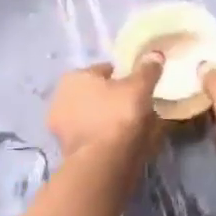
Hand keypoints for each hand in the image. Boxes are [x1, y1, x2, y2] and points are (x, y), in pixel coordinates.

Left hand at [47, 57, 163, 158]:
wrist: (102, 161)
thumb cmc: (118, 115)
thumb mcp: (139, 87)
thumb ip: (147, 70)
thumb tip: (155, 54)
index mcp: (74, 77)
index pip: (104, 70)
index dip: (124, 77)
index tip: (139, 87)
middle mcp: (60, 98)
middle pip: (96, 94)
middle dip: (113, 99)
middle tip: (137, 108)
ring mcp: (61, 126)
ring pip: (93, 117)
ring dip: (108, 120)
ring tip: (133, 129)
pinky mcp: (66, 150)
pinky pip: (92, 136)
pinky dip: (104, 138)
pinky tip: (121, 144)